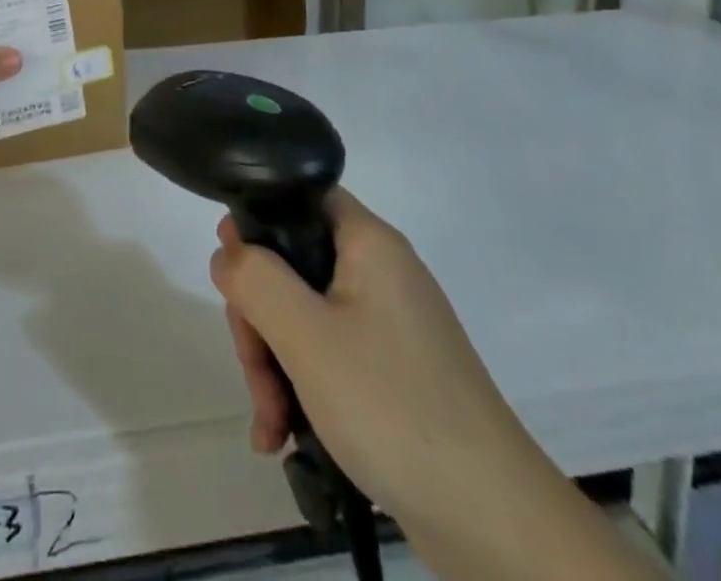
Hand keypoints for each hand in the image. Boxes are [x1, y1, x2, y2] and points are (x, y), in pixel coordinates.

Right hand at [210, 189, 545, 537]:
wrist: (493, 521)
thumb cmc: (391, 405)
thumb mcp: (306, 336)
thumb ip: (255, 279)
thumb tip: (228, 252)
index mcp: (369, 243)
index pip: (301, 199)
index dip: (259, 224)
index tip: (232, 274)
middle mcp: (381, 274)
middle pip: (295, 267)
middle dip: (261, 320)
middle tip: (254, 372)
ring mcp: (390, 326)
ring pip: (307, 319)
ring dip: (276, 366)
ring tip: (271, 426)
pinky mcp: (395, 373)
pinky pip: (331, 359)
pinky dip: (303, 390)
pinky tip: (285, 438)